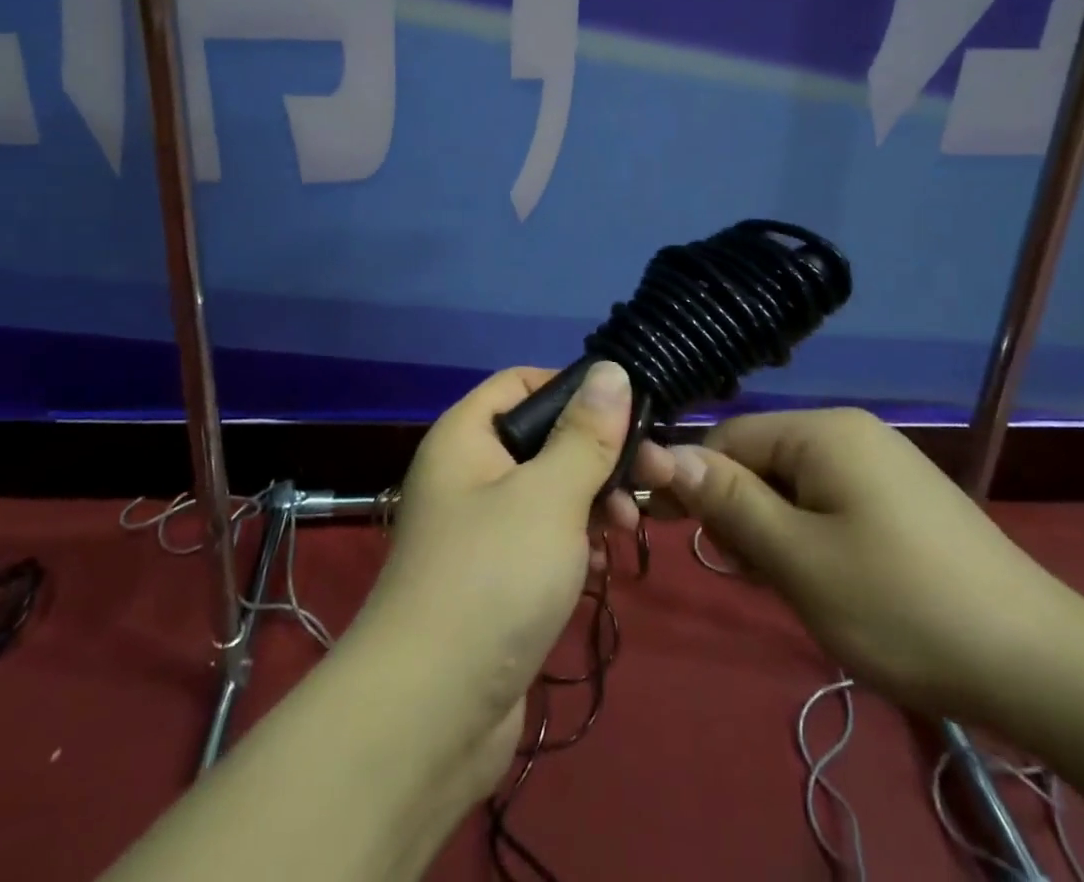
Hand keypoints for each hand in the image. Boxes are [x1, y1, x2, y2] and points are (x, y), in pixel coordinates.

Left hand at [341, 363, 636, 792]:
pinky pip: (540, 540)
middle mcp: (466, 474)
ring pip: (546, 492)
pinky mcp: (492, 580)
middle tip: (654, 477)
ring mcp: (477, 530)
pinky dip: (572, 543)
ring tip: (630, 527)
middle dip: (597, 454)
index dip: (573, 388)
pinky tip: (599, 565)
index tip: (627, 412)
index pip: (519, 382)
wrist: (429, 714)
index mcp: (465, 437)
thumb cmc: (493, 577)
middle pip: (540, 439)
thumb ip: (585, 434)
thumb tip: (611, 368)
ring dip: (592, 501)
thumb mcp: (549, 495)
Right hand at [634, 408, 1083, 723]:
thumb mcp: (798, 560)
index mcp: (823, 431)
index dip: (695, 484)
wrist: (1045, 668)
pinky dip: (812, 536)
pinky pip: (831, 501)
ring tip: (790, 587)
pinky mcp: (903, 498)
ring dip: (776, 530)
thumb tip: (660, 453)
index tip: (682, 538)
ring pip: (794, 485)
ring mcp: (882, 463)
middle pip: (761, 459)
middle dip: (742, 513)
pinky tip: (826, 581)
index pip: (727, 439)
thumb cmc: (903, 607)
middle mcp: (850, 431)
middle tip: (751, 576)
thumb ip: (728, 502)